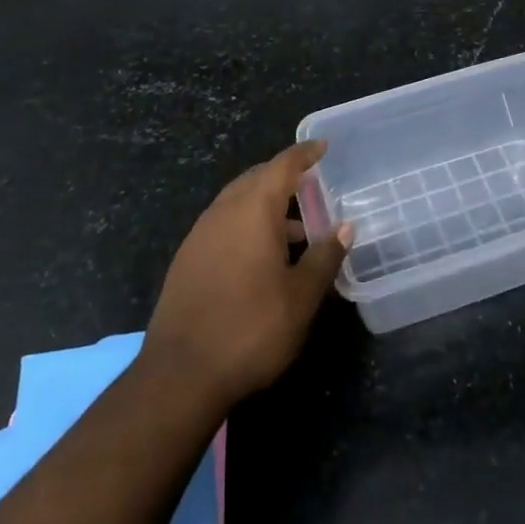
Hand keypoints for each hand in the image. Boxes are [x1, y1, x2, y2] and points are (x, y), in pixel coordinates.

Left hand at [143, 141, 350, 408]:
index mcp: (253, 210)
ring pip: (237, 203)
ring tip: (295, 230)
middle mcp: (223, 212)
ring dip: (265, 205)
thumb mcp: (301, 296)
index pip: (283, 166)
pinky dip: (246, 225)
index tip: (322, 147)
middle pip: (256, 179)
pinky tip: (261, 256)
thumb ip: (325, 256)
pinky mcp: (186, 260)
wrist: (179, 376)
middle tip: (312, 185)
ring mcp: (199, 236)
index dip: (305, 154)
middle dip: (283, 177)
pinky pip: (223, 225)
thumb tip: (345, 227)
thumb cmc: (251, 328)